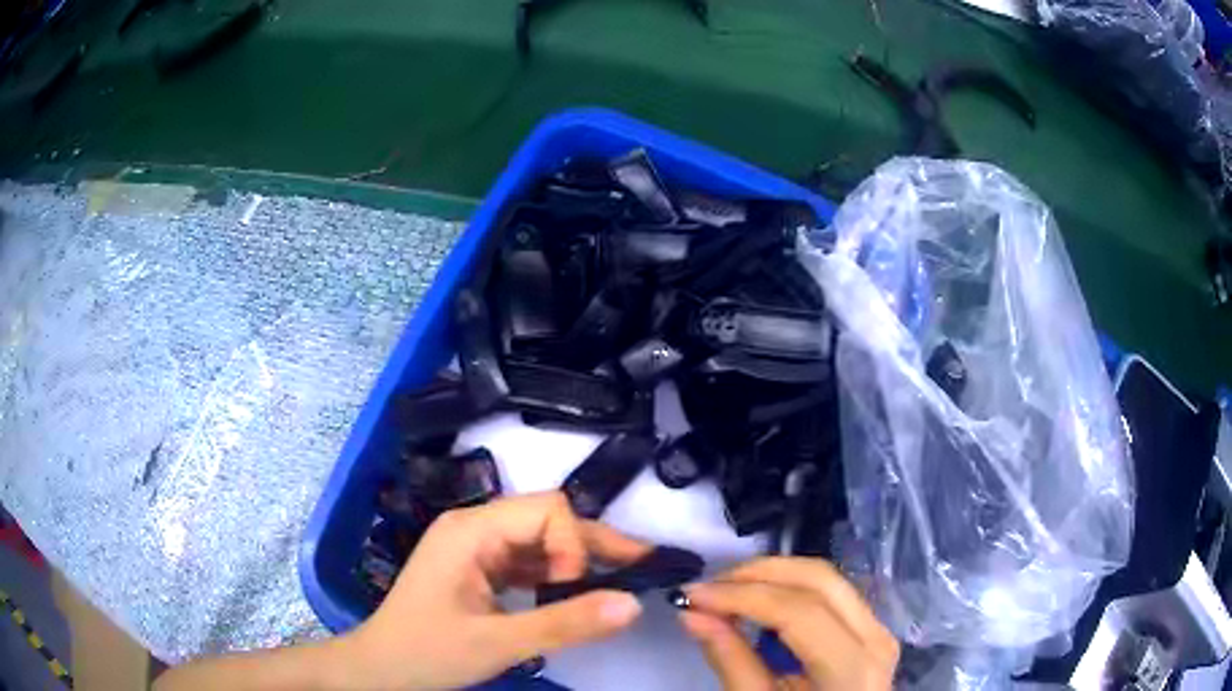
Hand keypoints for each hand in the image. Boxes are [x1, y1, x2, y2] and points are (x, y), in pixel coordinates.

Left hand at [337, 492, 650, 689]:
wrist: (381, 670)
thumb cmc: (428, 652)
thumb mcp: (499, 643)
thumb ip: (566, 623)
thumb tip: (634, 604)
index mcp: (471, 530)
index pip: (546, 511)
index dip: (575, 544)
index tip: (578, 589)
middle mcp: (475, 528)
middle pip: (547, 521)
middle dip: (591, 547)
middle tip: (640, 570)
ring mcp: (475, 549)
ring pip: (541, 543)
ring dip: (578, 563)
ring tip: (618, 584)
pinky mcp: (478, 570)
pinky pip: (527, 564)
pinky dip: (555, 579)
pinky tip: (576, 596)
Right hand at [679, 557, 897, 689]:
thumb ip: (731, 661)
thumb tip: (691, 614)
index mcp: (854, 667)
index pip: (798, 611)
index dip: (741, 596)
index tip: (691, 595)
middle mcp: (875, 635)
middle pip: (818, 579)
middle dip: (757, 574)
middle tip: (706, 587)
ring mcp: (877, 627)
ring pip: (825, 577)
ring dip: (771, 575)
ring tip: (724, 591)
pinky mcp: (868, 626)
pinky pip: (829, 592)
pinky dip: (788, 587)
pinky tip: (755, 599)